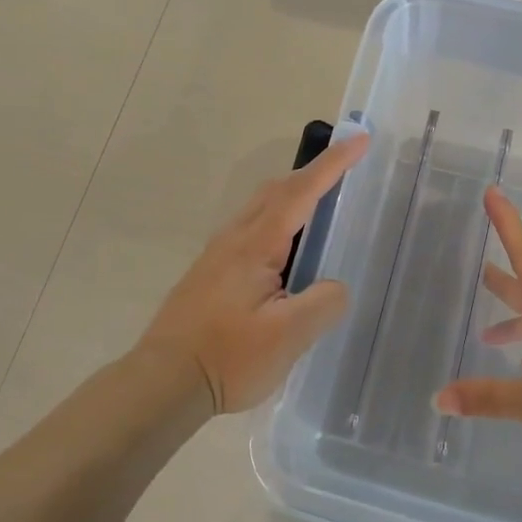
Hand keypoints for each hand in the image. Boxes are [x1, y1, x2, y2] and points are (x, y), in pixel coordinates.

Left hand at [139, 133, 369, 414]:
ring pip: (258, 211)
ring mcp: (216, 257)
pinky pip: (249, 232)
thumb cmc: (228, 357)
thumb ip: (322, 304)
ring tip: (320, 212)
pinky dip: (276, 224)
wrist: (163, 382)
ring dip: (291, 198)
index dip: (332, 165)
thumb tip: (334, 287)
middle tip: (344, 173)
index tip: (358, 139)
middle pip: (275, 191)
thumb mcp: (288, 336)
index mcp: (255, 245)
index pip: (300, 192)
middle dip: (311, 174)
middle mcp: (233, 240)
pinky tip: (285, 256)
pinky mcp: (209, 276)